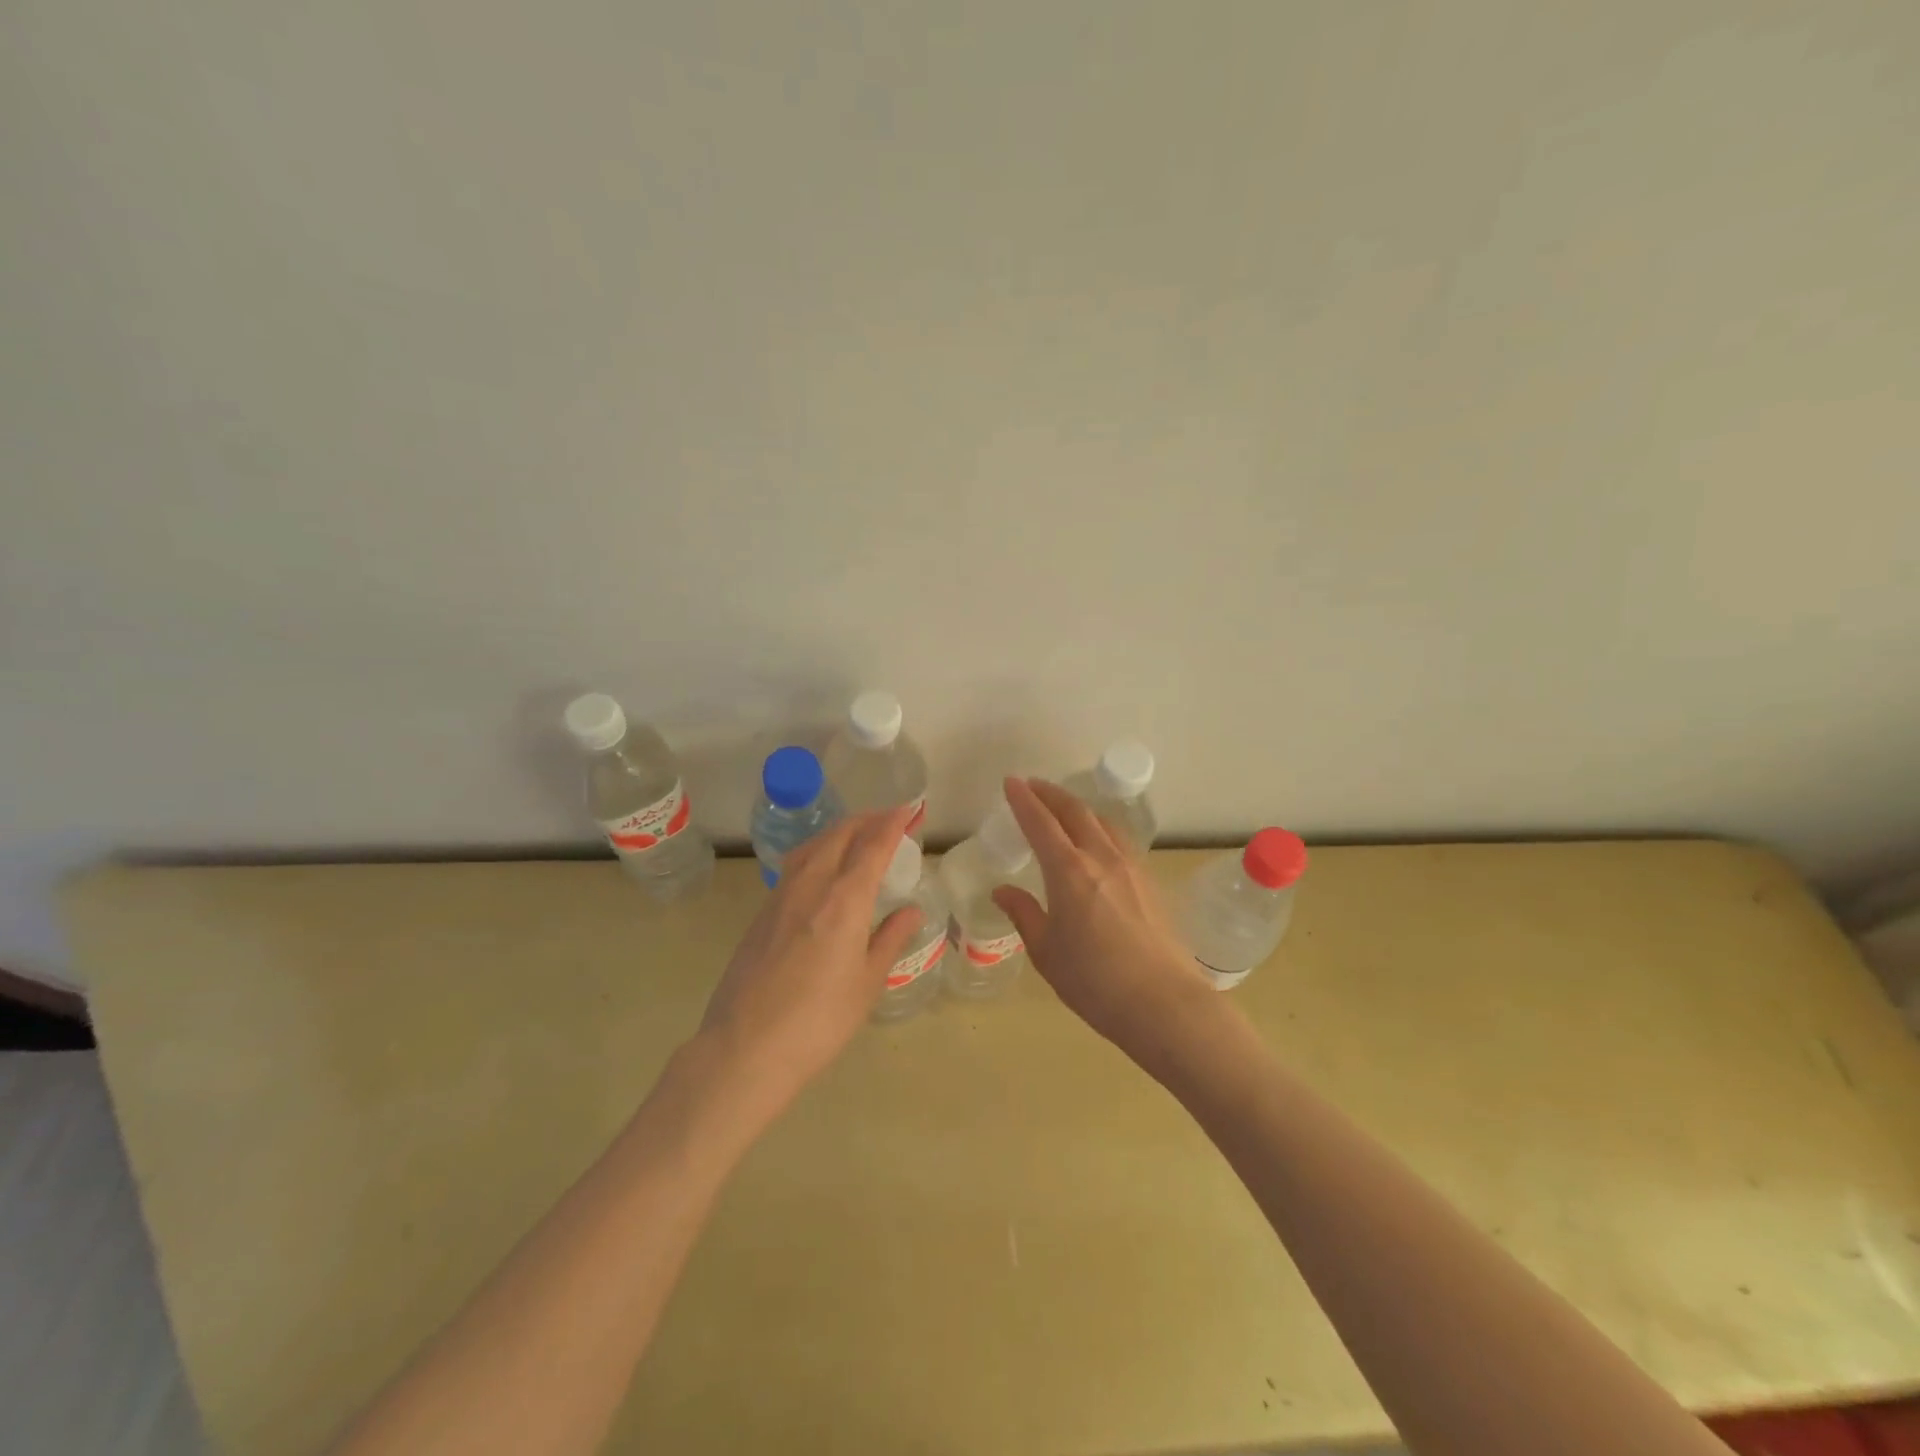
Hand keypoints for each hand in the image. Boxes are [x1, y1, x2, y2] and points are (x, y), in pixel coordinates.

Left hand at [698, 805, 921, 1114]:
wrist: (745, 1048)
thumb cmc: (819, 1021)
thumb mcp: (867, 983)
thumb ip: (890, 939)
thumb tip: (911, 910)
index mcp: (844, 900)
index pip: (873, 845)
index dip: (893, 823)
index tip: (910, 809)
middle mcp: (811, 885)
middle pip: (840, 835)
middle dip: (868, 819)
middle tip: (891, 819)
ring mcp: (781, 896)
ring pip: (814, 844)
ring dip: (841, 831)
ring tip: (859, 834)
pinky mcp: (762, 913)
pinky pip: (796, 864)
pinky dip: (819, 850)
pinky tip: (824, 867)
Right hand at [992, 777, 1215, 1056]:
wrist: (1164, 1003)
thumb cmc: (1094, 981)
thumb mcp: (1046, 951)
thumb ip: (1024, 913)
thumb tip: (1002, 891)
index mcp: (1068, 871)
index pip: (1040, 822)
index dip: (1023, 799)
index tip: (1010, 782)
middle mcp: (1101, 857)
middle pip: (1075, 811)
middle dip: (1051, 793)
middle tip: (1033, 786)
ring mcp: (1131, 867)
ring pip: (1102, 821)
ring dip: (1078, 808)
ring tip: (1064, 809)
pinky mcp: (1150, 882)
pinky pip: (1120, 840)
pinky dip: (1100, 828)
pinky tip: (1098, 842)